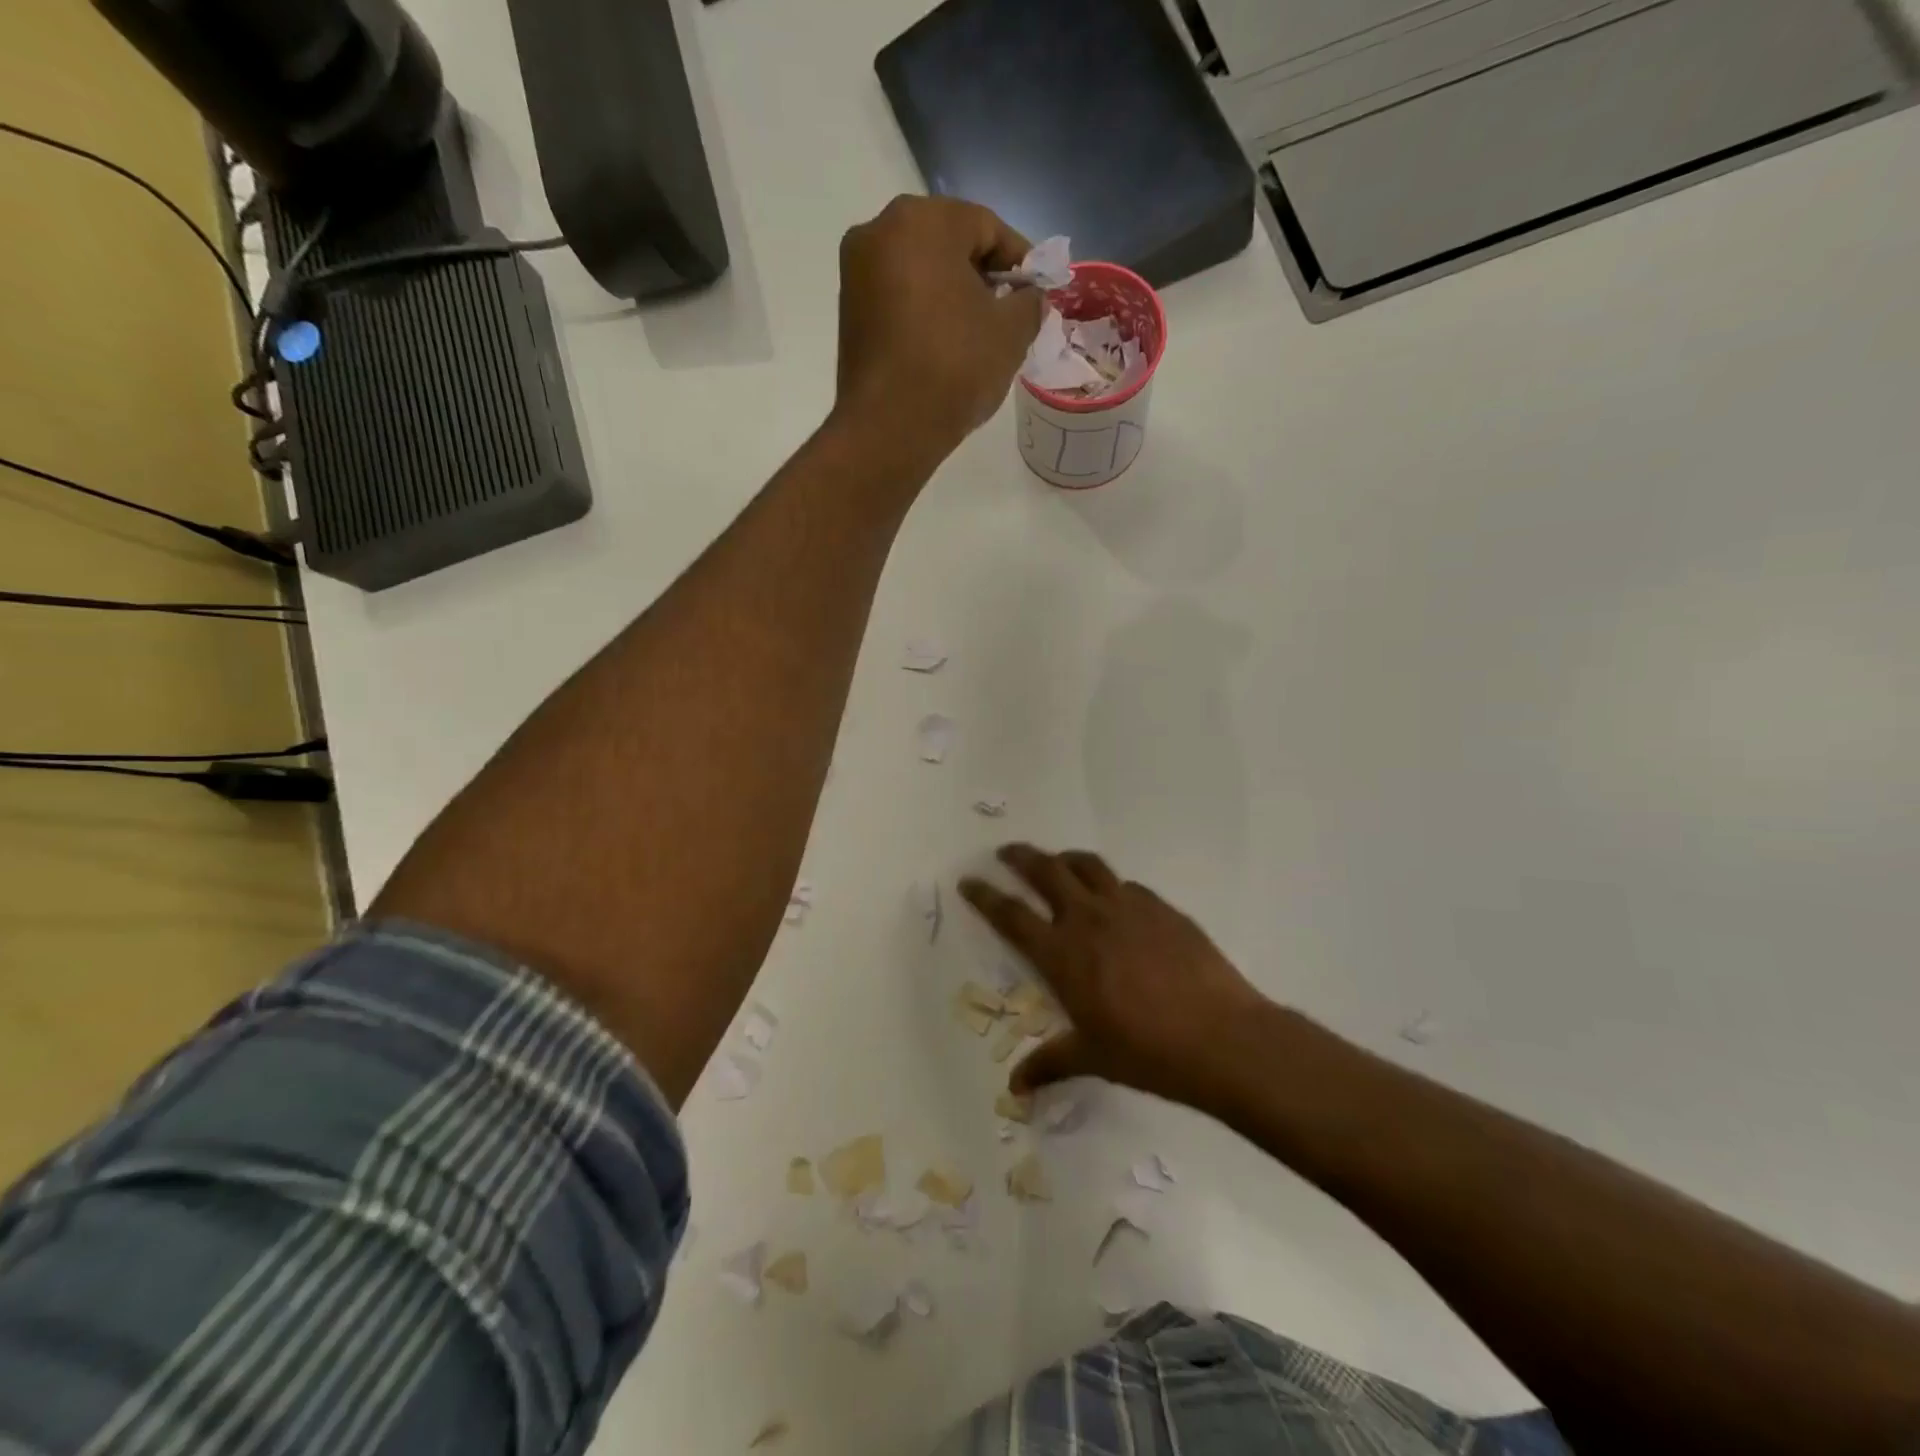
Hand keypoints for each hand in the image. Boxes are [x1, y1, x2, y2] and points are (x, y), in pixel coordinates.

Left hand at [834, 195, 1045, 465]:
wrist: (888, 428)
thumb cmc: (954, 367)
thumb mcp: (1010, 333)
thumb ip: (1029, 303)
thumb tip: (1028, 299)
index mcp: (922, 220)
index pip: (987, 226)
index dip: (1020, 260)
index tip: (1038, 292)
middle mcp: (879, 231)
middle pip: (948, 243)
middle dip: (982, 275)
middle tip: (1009, 313)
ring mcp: (856, 272)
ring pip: (920, 271)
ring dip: (952, 294)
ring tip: (978, 334)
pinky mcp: (848, 311)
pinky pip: (898, 298)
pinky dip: (924, 312)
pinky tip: (944, 345)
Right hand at [960, 844, 1271, 1108]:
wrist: (1221, 1037)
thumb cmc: (1147, 1051)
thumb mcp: (1092, 1059)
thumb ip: (1050, 1064)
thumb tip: (1016, 1088)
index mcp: (1062, 954)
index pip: (1011, 915)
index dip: (986, 896)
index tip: (968, 880)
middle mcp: (1089, 919)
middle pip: (1046, 871)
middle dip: (1021, 857)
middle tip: (1006, 852)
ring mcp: (1128, 907)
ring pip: (1087, 866)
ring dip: (1065, 859)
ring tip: (1057, 861)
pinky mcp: (1162, 908)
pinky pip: (1127, 885)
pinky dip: (1110, 885)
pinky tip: (1116, 899)